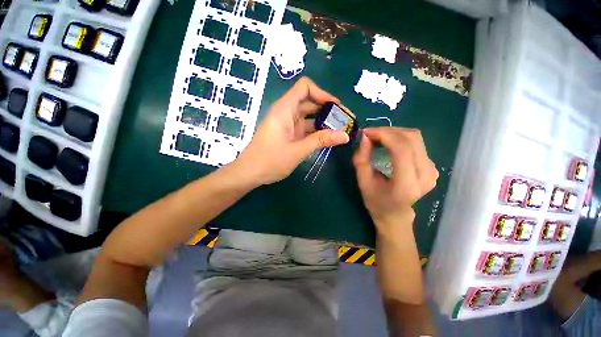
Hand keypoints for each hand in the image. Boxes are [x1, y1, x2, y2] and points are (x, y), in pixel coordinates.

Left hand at [234, 77, 348, 184]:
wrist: (249, 173)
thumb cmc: (270, 161)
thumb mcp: (298, 151)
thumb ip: (321, 141)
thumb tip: (345, 135)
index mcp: (285, 109)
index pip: (305, 87)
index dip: (322, 93)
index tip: (336, 107)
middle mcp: (286, 113)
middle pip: (309, 102)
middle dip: (328, 109)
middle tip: (344, 121)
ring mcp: (287, 124)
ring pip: (308, 116)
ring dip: (323, 122)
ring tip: (340, 131)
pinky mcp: (288, 134)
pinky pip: (305, 128)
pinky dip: (316, 131)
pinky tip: (327, 139)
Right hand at [353, 128, 437, 232]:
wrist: (395, 214)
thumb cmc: (376, 201)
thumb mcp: (363, 182)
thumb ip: (361, 160)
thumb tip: (364, 137)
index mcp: (406, 184)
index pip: (401, 149)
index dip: (384, 135)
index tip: (366, 133)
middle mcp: (425, 176)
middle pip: (411, 139)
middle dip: (388, 131)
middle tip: (370, 135)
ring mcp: (432, 170)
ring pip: (416, 138)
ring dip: (394, 133)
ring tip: (377, 138)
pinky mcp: (432, 166)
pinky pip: (417, 143)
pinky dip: (400, 138)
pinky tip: (388, 143)